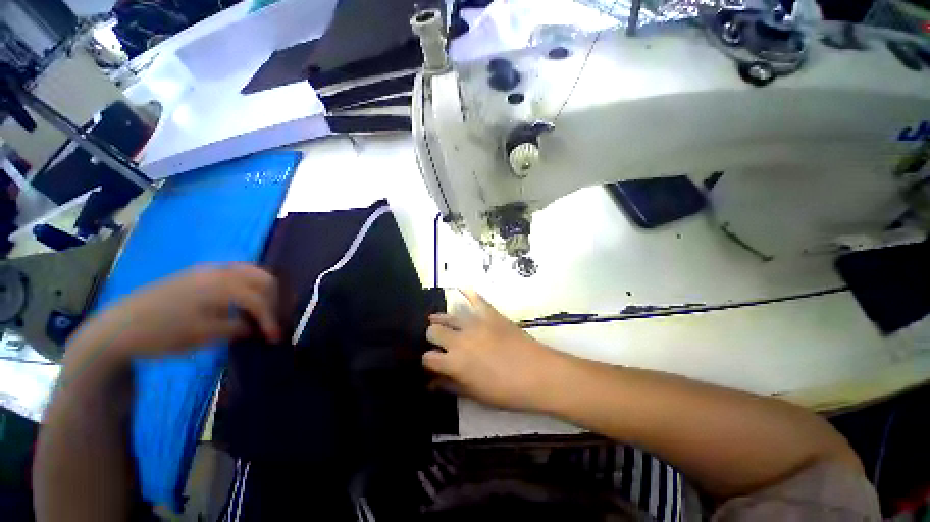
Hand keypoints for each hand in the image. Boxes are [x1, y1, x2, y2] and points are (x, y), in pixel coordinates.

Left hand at [85, 264, 280, 358]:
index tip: (275, 338)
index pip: (259, 299)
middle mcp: (219, 271)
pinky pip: (236, 272)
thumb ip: (237, 328)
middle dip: (274, 299)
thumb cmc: (162, 333)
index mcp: (221, 285)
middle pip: (263, 278)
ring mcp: (208, 269)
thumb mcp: (203, 336)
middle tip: (272, 319)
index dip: (271, 319)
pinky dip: (248, 284)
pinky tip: (243, 300)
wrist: (118, 327)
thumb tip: (257, 328)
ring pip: (251, 272)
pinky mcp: (198, 273)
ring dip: (263, 290)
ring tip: (263, 309)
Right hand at [423, 290, 563, 411]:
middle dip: (432, 338)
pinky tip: (461, 289)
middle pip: (433, 331)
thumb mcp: (475, 395)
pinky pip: (476, 299)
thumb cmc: (506, 391)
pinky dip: (468, 294)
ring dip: (441, 319)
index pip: (427, 358)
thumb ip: (450, 386)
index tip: (432, 364)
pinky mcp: (490, 314)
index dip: (427, 362)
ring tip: (439, 320)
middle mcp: (459, 340)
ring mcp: (475, 323)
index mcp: (454, 363)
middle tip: (439, 343)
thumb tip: (431, 383)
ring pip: (448, 315)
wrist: (538, 374)